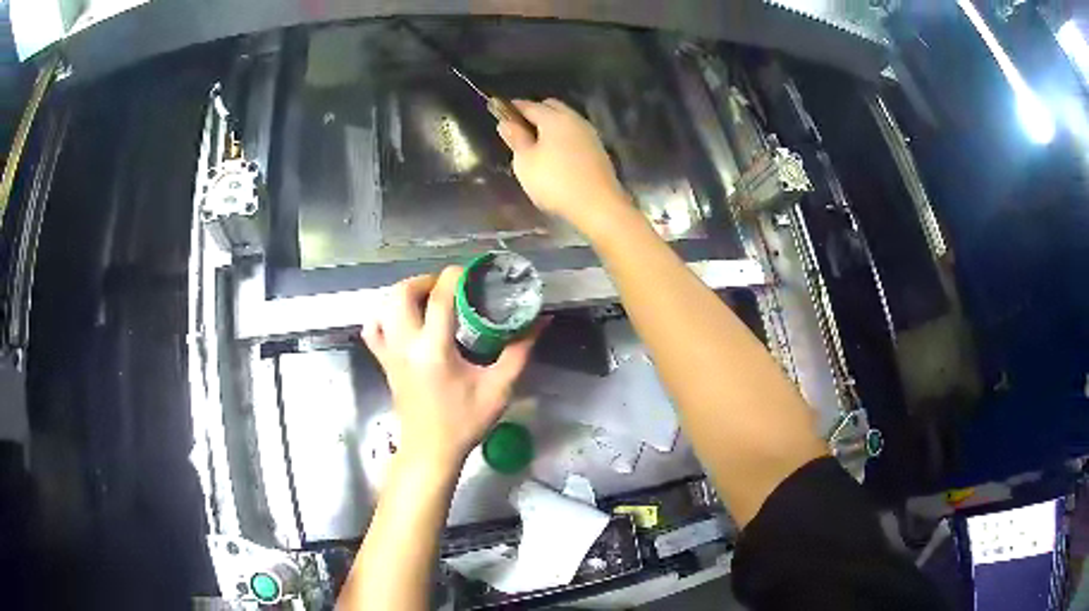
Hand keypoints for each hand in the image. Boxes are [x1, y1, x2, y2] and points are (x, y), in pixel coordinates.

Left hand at [361, 267, 540, 472]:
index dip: (455, 276)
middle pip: (402, 293)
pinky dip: (384, 314)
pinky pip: (374, 328)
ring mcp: (389, 353)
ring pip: (384, 305)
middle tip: (450, 287)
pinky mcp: (383, 362)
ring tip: (428, 298)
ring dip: (405, 292)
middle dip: (426, 280)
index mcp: (434, 350)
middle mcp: (406, 345)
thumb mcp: (498, 387)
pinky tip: (402, 318)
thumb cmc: (465, 422)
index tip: (472, 272)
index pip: (439, 297)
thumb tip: (539, 321)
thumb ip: (519, 351)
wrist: (431, 450)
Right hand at [497, 99, 629, 231]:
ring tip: (537, 142)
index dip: (514, 108)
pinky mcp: (598, 149)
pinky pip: (575, 134)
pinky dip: (563, 137)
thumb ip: (516, 139)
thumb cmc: (555, 182)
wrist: (598, 205)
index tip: (501, 112)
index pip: (529, 106)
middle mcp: (574, 119)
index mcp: (554, 118)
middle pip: (552, 107)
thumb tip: (506, 122)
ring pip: (566, 120)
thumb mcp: (525, 162)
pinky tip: (556, 152)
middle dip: (535, 112)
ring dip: (551, 125)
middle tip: (520, 127)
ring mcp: (589, 134)